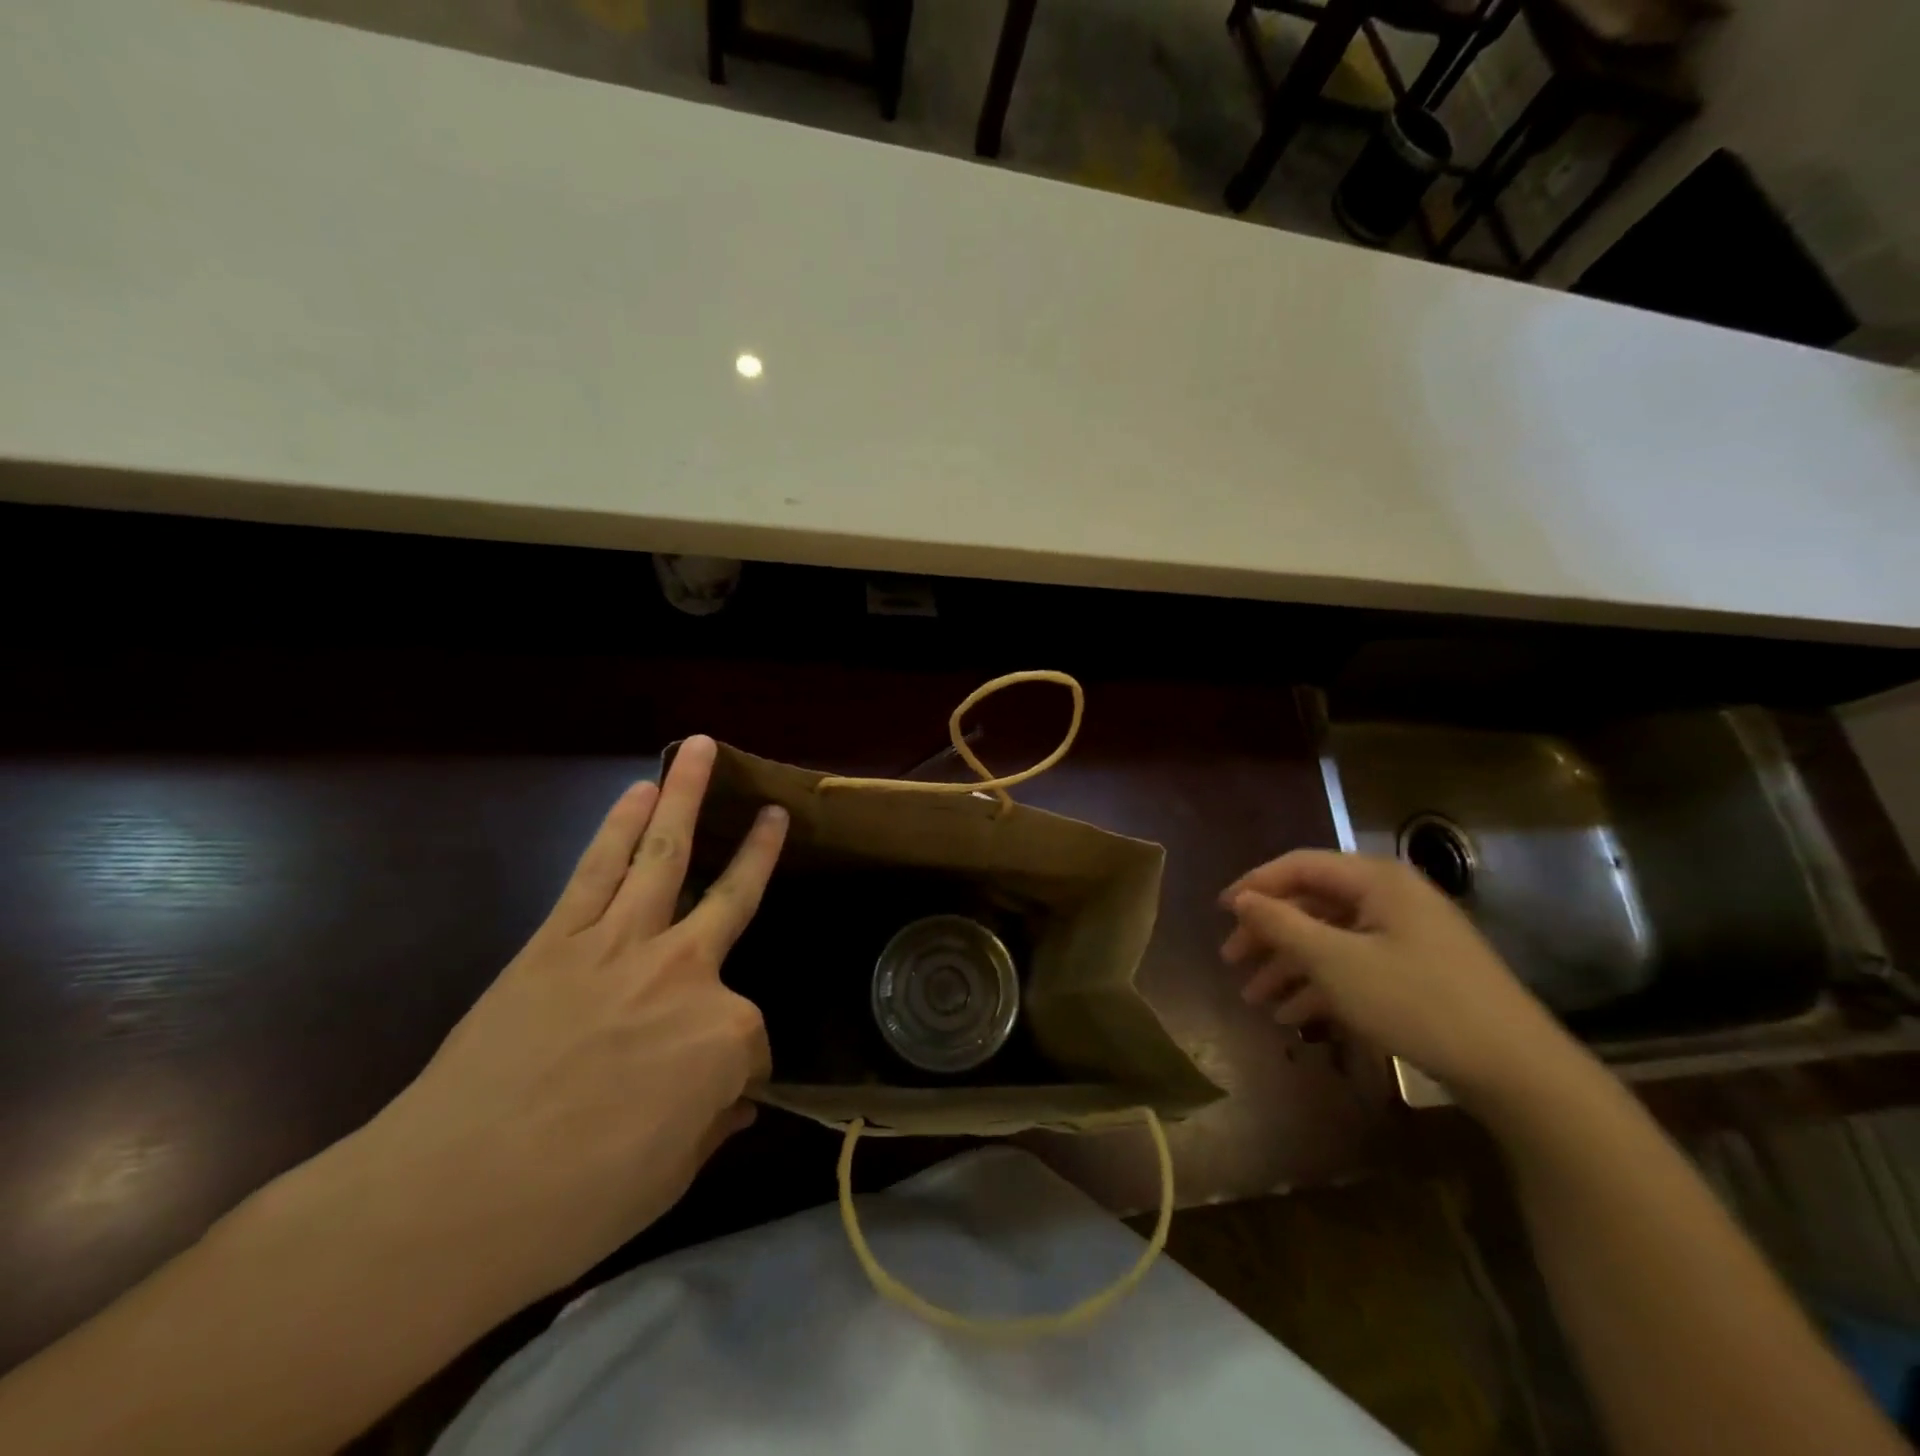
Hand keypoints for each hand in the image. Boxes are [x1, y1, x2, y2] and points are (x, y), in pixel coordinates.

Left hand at [344, 735, 786, 1314]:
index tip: (716, 1099)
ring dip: (686, 797)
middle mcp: (687, 972)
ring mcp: (621, 945)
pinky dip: (619, 826)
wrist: (450, 1199)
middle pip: (735, 898)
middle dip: (760, 850)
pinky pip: (598, 869)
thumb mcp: (671, 1176)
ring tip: (702, 750)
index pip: (752, 1041)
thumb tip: (735, 1100)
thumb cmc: (577, 1202)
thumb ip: (712, 1123)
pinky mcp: (558, 939)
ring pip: (665, 854)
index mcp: (726, 1036)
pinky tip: (638, 792)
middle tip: (777, 813)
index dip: (737, 1072)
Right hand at [1220, 850, 1573, 1105]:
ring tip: (1256, 999)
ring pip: (1331, 939)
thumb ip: (1281, 925)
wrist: (1516, 1070)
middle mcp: (1391, 898)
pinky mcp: (1418, 972)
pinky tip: (1295, 1017)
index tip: (1220, 913)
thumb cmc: (1416, 1001)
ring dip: (1290, 966)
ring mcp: (1408, 936)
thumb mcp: (1335, 962)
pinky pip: (1356, 966)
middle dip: (1269, 935)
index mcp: (1375, 880)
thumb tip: (1242, 899)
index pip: (1299, 866)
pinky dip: (1322, 986)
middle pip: (1313, 904)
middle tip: (1232, 962)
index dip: (1255, 886)